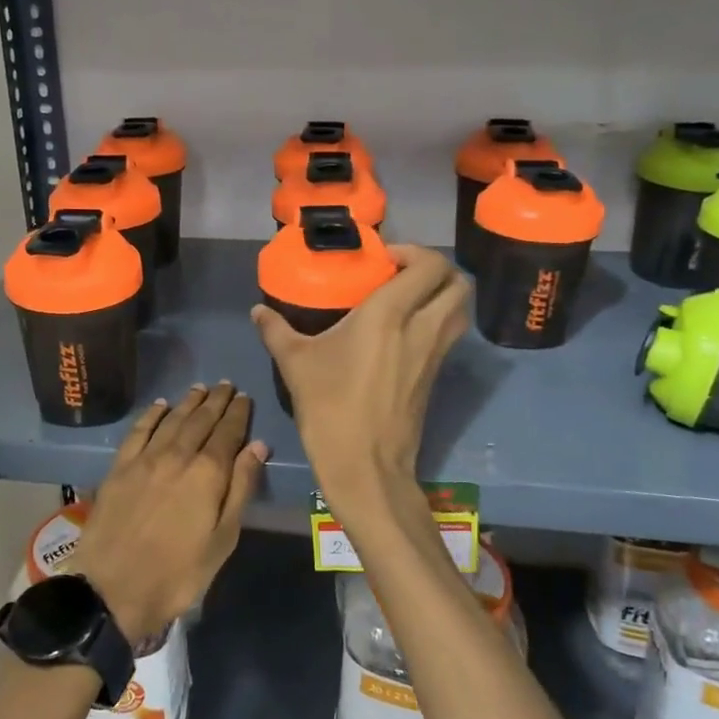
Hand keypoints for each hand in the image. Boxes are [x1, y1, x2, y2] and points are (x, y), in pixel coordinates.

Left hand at [71, 382, 267, 645]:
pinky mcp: (119, 467)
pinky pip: (139, 430)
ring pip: (172, 420)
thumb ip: (240, 488)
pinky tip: (160, 406)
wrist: (113, 589)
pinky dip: (152, 414)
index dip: (238, 413)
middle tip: (227, 385)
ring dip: (188, 402)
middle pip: (200, 420)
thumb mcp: (222, 540)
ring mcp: (145, 459)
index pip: (228, 433)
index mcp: (207, 474)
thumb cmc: (178, 573)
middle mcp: (177, 455)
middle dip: (216, 401)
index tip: (245, 397)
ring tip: (201, 388)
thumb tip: (258, 446)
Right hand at [251, 246, 468, 496]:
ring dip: (442, 295)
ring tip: (407, 299)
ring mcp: (434, 354)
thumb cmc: (329, 406)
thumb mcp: (295, 363)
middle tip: (402, 274)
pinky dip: (438, 321)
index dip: (414, 252)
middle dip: (437, 270)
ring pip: (460, 310)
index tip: (384, 260)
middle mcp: (422, 327)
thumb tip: (258, 311)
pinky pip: (449, 335)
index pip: (429, 265)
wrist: (364, 465)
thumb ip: (276, 330)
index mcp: (390, 314)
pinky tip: (403, 333)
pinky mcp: (435, 376)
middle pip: (458, 283)